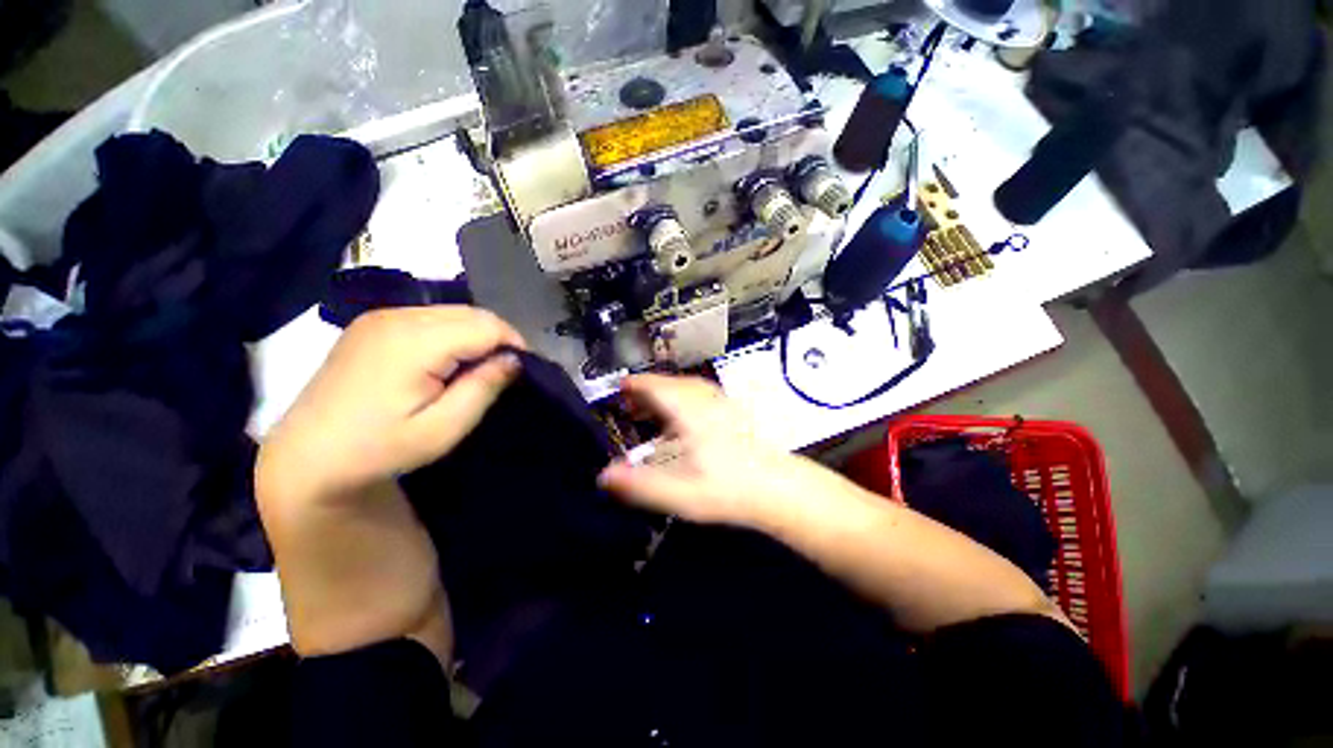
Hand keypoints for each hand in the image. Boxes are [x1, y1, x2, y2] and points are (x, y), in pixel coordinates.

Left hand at [257, 307, 525, 504]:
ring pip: (454, 312)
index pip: (486, 325)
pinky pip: (430, 317)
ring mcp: (381, 317)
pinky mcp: (373, 324)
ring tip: (476, 369)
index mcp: (414, 341)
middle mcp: (397, 317)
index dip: (513, 344)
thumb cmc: (379, 449)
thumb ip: (483, 388)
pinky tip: (446, 361)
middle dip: (497, 338)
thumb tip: (514, 359)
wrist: (307, 456)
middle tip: (502, 373)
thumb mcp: (442, 429)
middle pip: (472, 313)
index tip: (521, 372)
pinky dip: (452, 334)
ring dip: (476, 335)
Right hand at [598, 375, 830, 528]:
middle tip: (630, 403)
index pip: (656, 387)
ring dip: (666, 393)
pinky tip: (683, 418)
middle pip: (671, 384)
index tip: (619, 387)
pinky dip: (684, 399)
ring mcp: (722, 404)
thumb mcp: (679, 493)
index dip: (635, 385)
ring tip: (652, 408)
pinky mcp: (733, 412)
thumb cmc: (729, 489)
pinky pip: (701, 396)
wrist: (780, 488)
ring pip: (687, 388)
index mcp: (689, 411)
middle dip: (648, 390)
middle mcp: (704, 400)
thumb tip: (603, 476)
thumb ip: (639, 485)